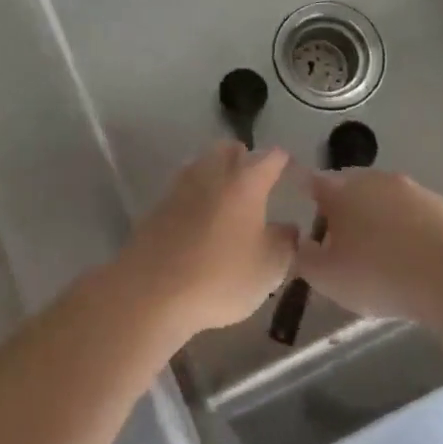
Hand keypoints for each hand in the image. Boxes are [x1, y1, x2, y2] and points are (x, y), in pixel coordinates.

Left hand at [110, 142, 299, 336]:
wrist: (151, 293)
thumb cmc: (221, 278)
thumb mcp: (269, 268)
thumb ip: (285, 242)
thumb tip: (288, 228)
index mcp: (245, 182)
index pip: (270, 157)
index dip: (284, 162)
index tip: (291, 171)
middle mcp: (211, 174)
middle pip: (228, 150)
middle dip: (243, 158)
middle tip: (255, 182)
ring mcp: (178, 188)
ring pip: (201, 166)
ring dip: (216, 175)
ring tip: (228, 202)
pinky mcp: (156, 208)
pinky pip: (182, 191)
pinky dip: (195, 198)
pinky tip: (200, 223)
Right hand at [293, 169, 442, 322]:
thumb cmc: (377, 274)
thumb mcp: (326, 278)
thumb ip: (305, 258)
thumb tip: (302, 244)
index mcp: (342, 191)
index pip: (314, 181)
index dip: (306, 192)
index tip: (303, 205)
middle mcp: (378, 180)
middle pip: (353, 187)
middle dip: (345, 207)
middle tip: (342, 239)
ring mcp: (417, 191)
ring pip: (390, 201)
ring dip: (382, 219)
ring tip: (383, 254)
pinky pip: (422, 218)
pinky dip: (415, 233)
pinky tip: (419, 262)